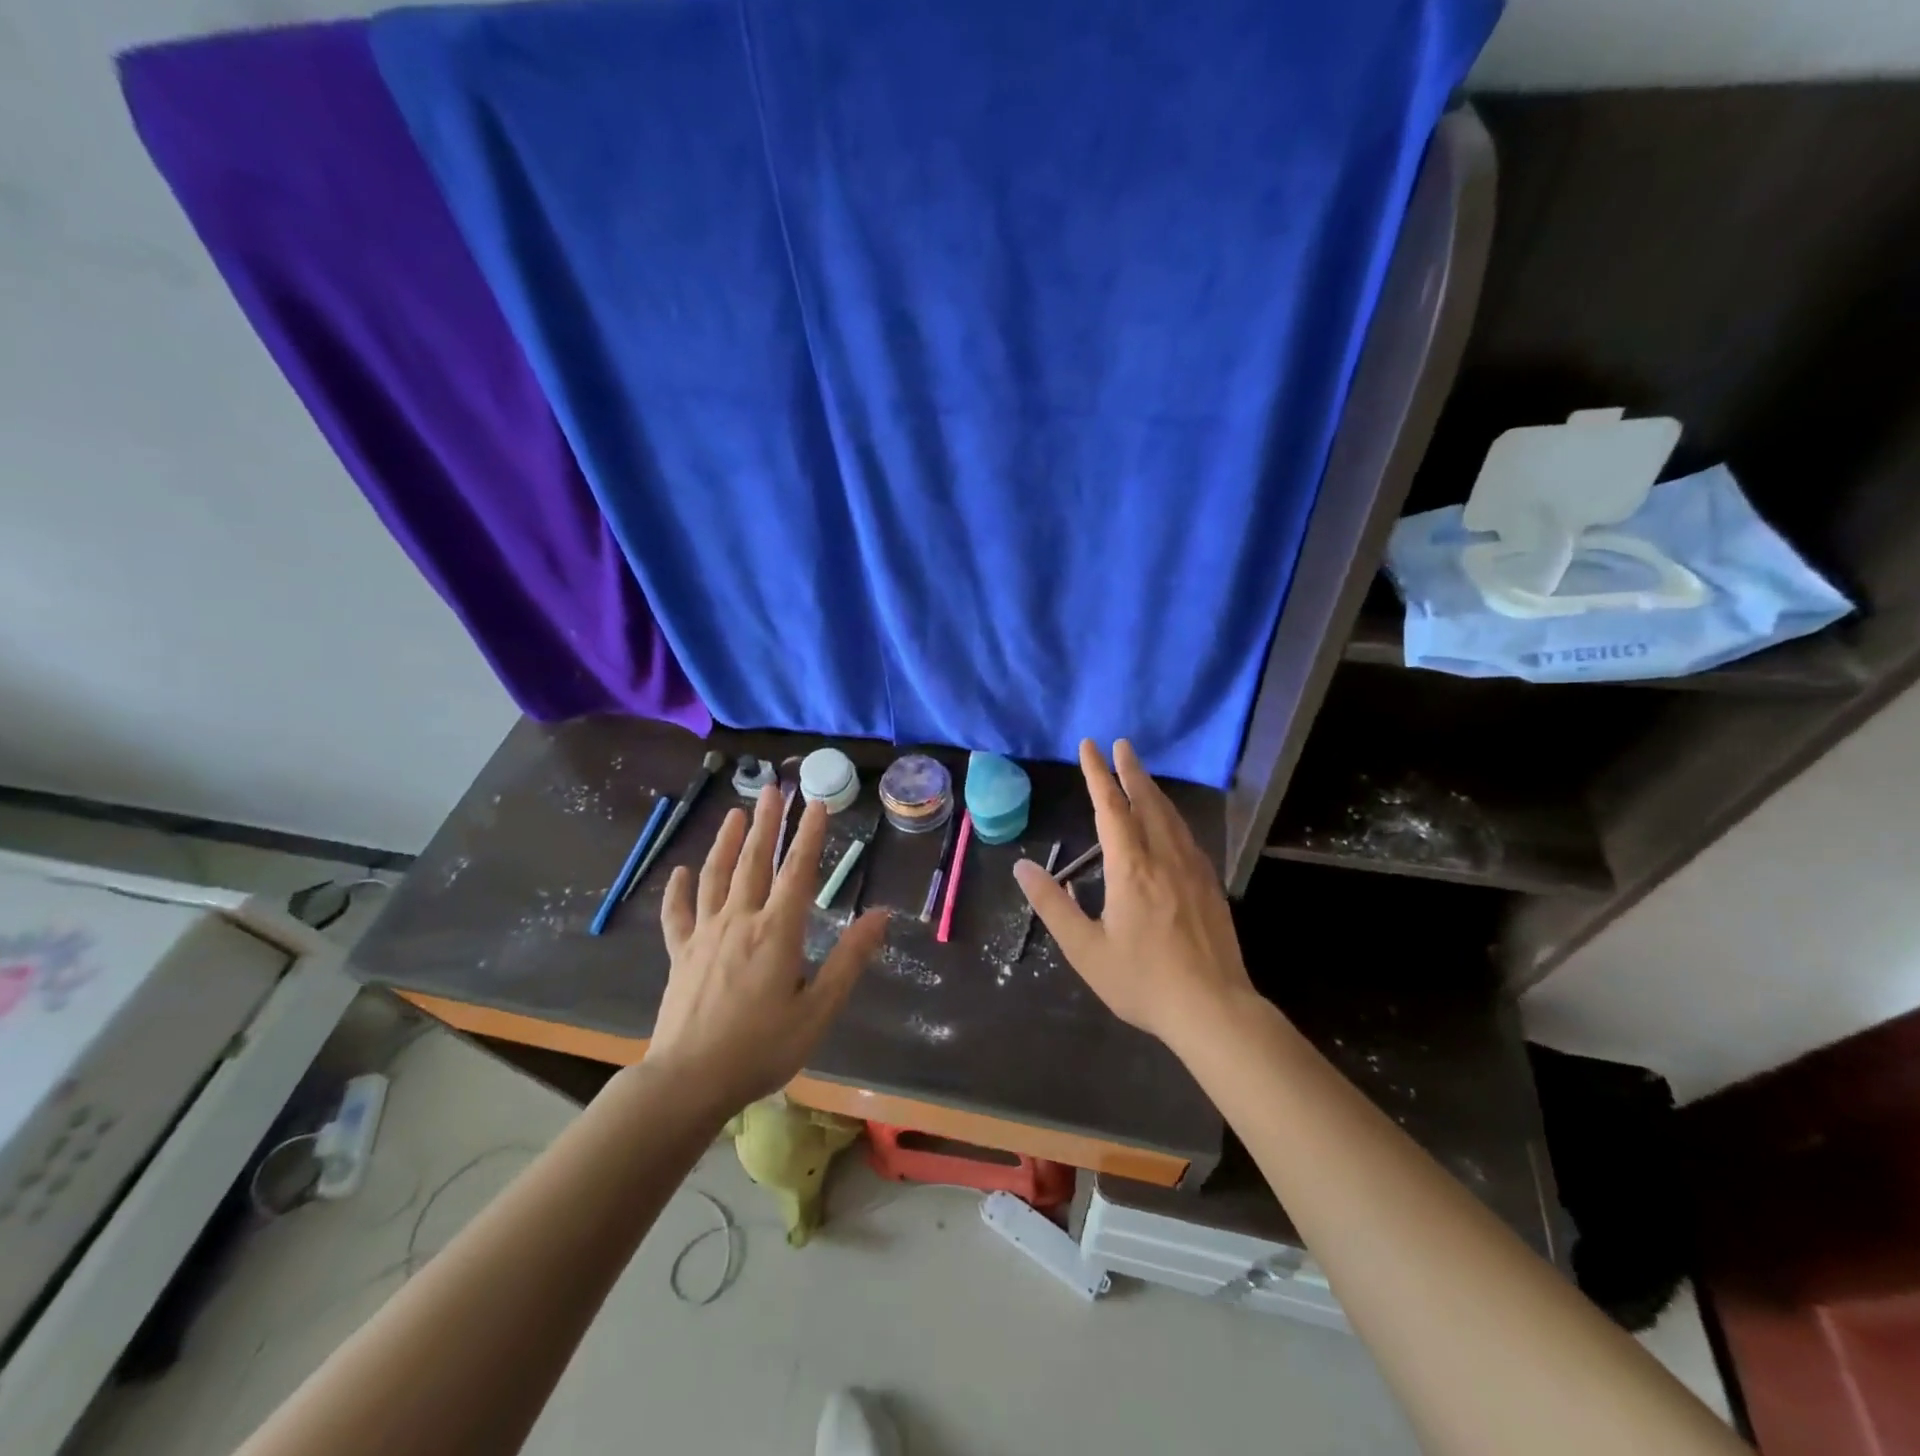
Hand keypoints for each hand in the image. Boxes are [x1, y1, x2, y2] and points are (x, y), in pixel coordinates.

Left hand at [650, 786, 885, 1112]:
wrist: (688, 1081)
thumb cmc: (761, 1048)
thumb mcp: (818, 1010)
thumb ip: (849, 959)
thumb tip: (881, 915)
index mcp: (777, 931)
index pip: (798, 870)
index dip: (809, 834)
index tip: (817, 803)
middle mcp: (740, 921)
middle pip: (754, 861)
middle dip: (767, 823)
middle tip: (773, 789)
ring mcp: (705, 935)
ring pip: (715, 876)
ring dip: (727, 842)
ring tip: (736, 813)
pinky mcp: (680, 954)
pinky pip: (677, 914)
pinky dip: (679, 890)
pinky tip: (680, 871)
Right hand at [1013, 739, 1256, 1055]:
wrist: (1213, 1009)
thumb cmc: (1142, 981)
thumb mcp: (1085, 949)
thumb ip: (1053, 905)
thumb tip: (1023, 868)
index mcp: (1131, 868)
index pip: (1110, 807)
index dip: (1097, 774)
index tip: (1090, 746)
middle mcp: (1164, 857)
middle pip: (1147, 801)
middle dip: (1131, 771)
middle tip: (1121, 744)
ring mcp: (1193, 869)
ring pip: (1171, 816)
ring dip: (1153, 789)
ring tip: (1141, 774)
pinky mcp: (1210, 885)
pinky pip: (1187, 835)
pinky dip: (1172, 815)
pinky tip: (1170, 823)